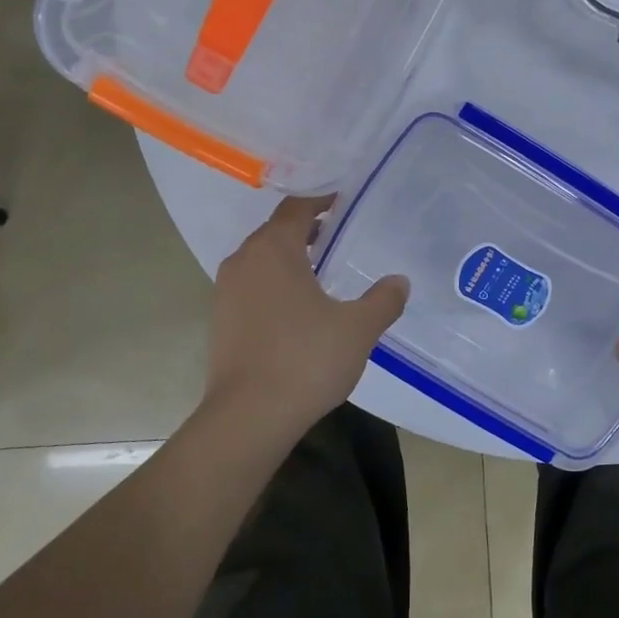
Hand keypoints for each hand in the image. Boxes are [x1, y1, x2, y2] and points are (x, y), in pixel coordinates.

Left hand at [203, 195, 408, 437]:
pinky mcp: (220, 320)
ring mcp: (226, 291)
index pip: (296, 208)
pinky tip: (297, 309)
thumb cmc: (305, 359)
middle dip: (305, 230)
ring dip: (288, 258)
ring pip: (260, 260)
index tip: (343, 203)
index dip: (320, 201)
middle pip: (275, 231)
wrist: (248, 416)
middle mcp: (244, 260)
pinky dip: (273, 285)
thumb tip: (399, 281)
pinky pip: (250, 286)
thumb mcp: (358, 328)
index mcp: (274, 249)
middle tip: (338, 237)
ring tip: (320, 272)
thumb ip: (383, 300)